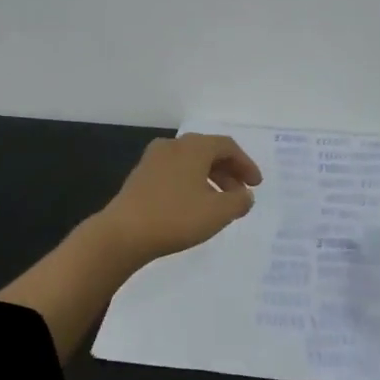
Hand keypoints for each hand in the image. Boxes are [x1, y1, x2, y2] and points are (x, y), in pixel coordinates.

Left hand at [97, 134, 262, 266]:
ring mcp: (153, 160)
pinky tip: (193, 205)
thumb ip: (239, 201)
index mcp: (194, 147)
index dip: (246, 164)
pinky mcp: (140, 177)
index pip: (227, 146)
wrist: (123, 233)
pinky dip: (191, 183)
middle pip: (208, 152)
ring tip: (219, 203)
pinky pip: (174, 173)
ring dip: (210, 179)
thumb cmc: (176, 218)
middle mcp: (173, 146)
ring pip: (190, 163)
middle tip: (240, 194)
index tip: (256, 185)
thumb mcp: (218, 212)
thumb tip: (245, 195)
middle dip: (228, 172)